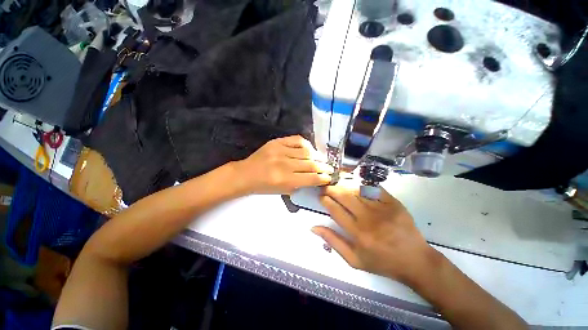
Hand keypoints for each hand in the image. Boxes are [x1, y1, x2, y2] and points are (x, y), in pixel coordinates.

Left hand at [233, 136, 333, 194]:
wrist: (246, 174)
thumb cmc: (263, 187)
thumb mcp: (282, 191)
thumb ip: (299, 185)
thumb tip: (314, 179)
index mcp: (285, 180)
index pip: (311, 178)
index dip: (323, 178)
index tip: (329, 177)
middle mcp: (284, 165)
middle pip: (311, 164)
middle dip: (323, 167)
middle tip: (329, 168)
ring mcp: (280, 151)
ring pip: (306, 152)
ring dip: (317, 156)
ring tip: (320, 159)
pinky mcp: (277, 142)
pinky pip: (297, 140)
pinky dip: (306, 144)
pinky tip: (309, 149)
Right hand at [312, 185, 438, 284]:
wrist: (415, 260)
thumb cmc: (382, 262)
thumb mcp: (354, 260)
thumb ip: (333, 242)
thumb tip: (313, 227)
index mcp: (358, 234)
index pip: (335, 210)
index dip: (325, 200)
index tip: (321, 196)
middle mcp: (369, 219)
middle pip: (344, 197)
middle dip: (331, 189)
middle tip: (326, 186)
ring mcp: (383, 209)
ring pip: (357, 190)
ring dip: (344, 185)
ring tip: (337, 184)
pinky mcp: (394, 203)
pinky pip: (373, 189)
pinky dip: (361, 185)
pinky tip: (355, 185)